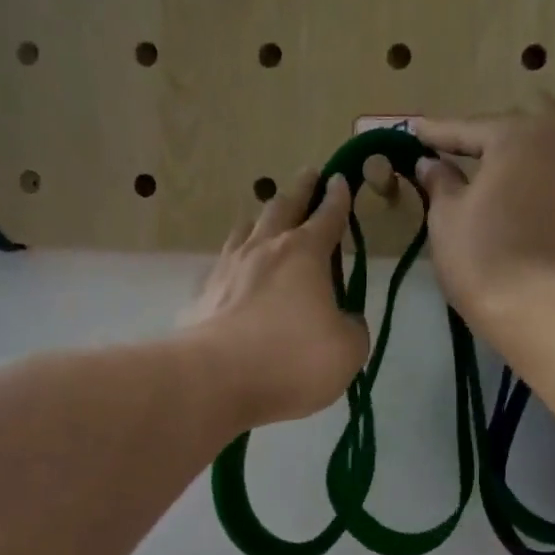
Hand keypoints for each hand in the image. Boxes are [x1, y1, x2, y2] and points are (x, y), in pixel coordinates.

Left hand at [183, 170, 369, 429]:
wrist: (216, 379)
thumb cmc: (292, 360)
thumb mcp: (347, 350)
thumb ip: (352, 328)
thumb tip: (343, 319)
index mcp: (305, 254)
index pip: (328, 217)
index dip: (339, 198)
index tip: (341, 180)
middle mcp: (264, 250)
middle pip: (283, 207)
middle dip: (300, 190)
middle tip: (309, 175)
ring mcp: (227, 269)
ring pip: (245, 229)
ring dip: (261, 219)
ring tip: (266, 218)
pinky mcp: (202, 296)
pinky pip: (221, 267)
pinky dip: (234, 262)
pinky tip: (233, 272)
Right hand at [413, 104, 554, 326]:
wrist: (543, 307)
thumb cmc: (483, 257)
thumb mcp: (446, 217)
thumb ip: (439, 181)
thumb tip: (430, 163)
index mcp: (518, 133)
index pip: (468, 129)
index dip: (437, 133)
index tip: (415, 129)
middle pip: (512, 134)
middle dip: (482, 141)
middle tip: (453, 150)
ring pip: (541, 153)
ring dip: (514, 160)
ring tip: (488, 172)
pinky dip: (535, 183)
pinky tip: (518, 198)